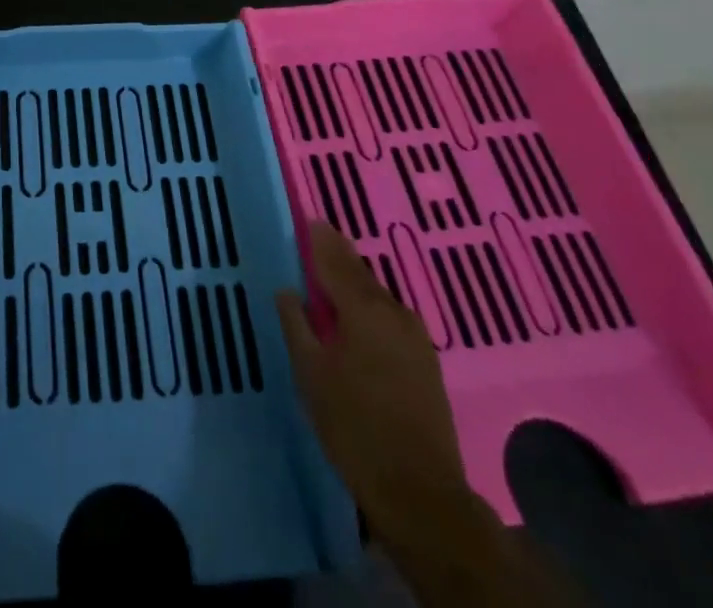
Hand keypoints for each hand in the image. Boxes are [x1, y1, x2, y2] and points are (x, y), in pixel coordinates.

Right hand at [277, 219, 475, 550]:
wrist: (420, 493)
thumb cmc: (354, 427)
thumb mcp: (311, 374)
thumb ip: (297, 324)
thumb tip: (287, 290)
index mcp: (363, 309)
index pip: (335, 260)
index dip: (319, 239)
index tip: (308, 218)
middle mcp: (393, 312)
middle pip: (360, 274)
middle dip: (338, 255)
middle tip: (318, 238)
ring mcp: (415, 337)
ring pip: (378, 296)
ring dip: (355, 282)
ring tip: (333, 276)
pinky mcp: (425, 361)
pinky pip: (390, 317)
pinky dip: (371, 306)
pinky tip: (359, 316)